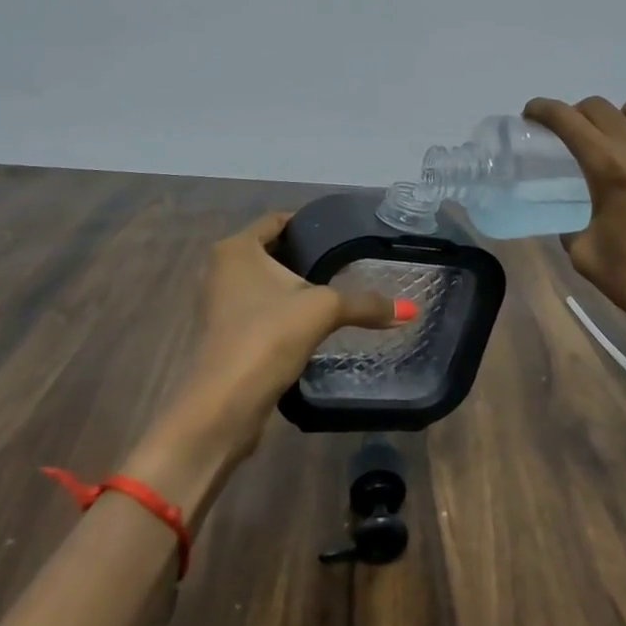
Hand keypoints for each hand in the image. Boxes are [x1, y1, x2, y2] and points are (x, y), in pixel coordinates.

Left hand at [172, 211, 408, 457]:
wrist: (223, 405)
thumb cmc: (267, 337)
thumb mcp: (323, 311)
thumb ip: (365, 304)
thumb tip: (410, 310)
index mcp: (236, 249)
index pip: (277, 220)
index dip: (308, 223)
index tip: (340, 234)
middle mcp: (220, 270)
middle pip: (269, 251)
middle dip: (303, 256)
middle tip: (343, 264)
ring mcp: (216, 304)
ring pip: (262, 284)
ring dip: (291, 288)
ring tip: (331, 293)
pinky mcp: (221, 336)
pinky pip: (257, 311)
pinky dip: (280, 313)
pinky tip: (309, 325)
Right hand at [524, 96, 625, 345]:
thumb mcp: (584, 255)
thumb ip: (571, 227)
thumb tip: (571, 221)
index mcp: (607, 167)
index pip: (567, 119)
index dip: (543, 109)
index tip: (531, 113)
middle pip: (599, 107)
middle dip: (576, 114)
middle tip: (570, 135)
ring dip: (621, 118)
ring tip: (618, 142)